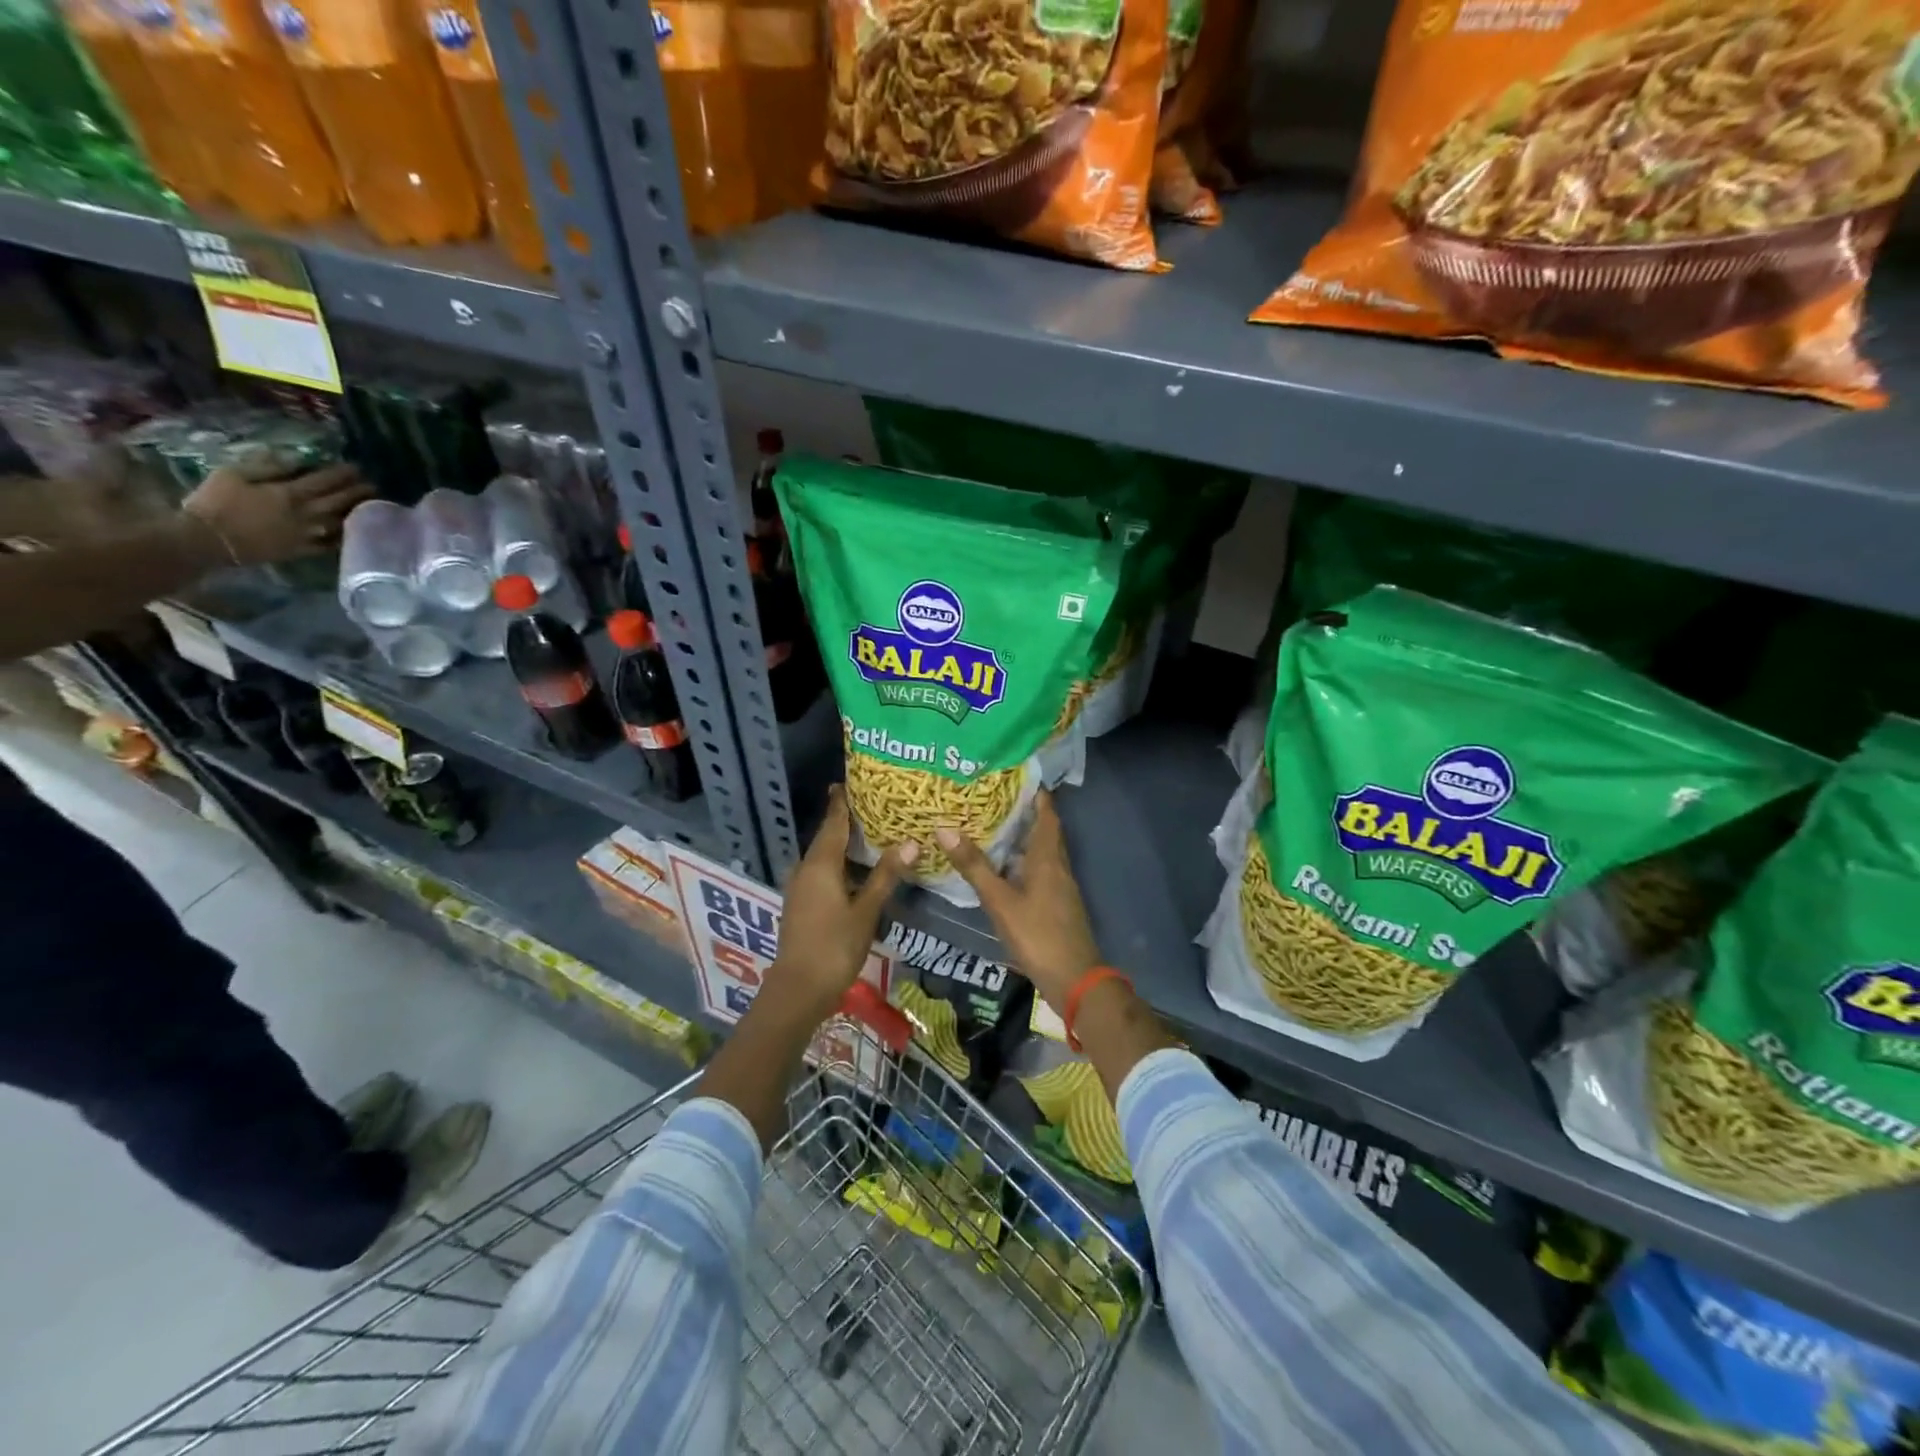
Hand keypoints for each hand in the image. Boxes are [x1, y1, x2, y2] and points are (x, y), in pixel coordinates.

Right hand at [182, 462, 369, 565]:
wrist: (206, 539)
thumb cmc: (214, 502)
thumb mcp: (233, 474)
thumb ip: (266, 465)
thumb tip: (295, 457)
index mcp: (289, 493)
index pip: (325, 480)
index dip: (343, 474)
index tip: (357, 468)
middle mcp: (306, 514)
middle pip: (340, 500)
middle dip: (359, 492)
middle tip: (373, 486)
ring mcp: (308, 534)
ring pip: (341, 521)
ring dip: (358, 512)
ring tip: (372, 505)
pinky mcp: (304, 550)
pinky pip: (333, 544)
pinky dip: (347, 536)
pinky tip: (357, 531)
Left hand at [769, 786, 916, 1021]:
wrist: (798, 989)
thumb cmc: (834, 946)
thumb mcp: (866, 910)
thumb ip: (885, 875)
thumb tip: (910, 843)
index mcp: (820, 863)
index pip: (833, 822)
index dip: (842, 801)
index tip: (851, 781)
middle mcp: (806, 868)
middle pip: (827, 836)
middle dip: (847, 820)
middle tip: (875, 805)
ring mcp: (800, 887)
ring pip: (824, 855)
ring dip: (844, 844)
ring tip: (872, 833)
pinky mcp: (801, 904)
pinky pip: (821, 872)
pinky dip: (839, 863)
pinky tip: (857, 869)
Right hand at [936, 790, 1100, 1014]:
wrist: (1074, 979)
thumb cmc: (1037, 935)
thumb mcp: (1000, 901)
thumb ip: (974, 866)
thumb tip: (944, 828)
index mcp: (1047, 857)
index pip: (1047, 813)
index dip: (1035, 792)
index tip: (1014, 774)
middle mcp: (1057, 865)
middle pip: (1044, 830)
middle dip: (1024, 811)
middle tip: (993, 796)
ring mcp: (1059, 886)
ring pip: (1041, 851)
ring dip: (1021, 837)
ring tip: (991, 825)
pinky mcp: (1056, 903)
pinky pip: (1039, 870)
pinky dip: (1022, 861)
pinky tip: (1002, 867)